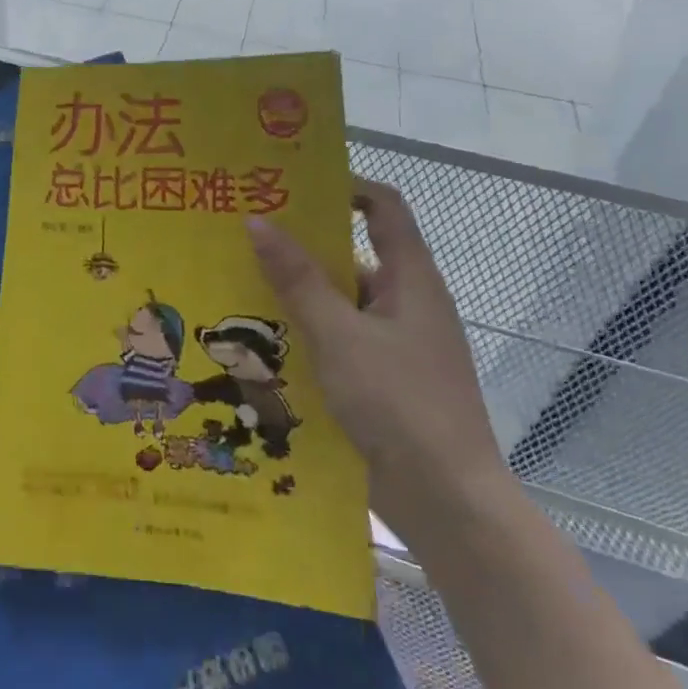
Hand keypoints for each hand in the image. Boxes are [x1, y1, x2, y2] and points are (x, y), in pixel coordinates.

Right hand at [246, 181, 509, 541]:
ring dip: (297, 295)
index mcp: (410, 280)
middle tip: (244, 235)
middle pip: (353, 254)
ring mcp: (395, 345)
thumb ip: (298, 280)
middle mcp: (406, 304)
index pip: (383, 208)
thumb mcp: (340, 336)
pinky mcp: (382, 381)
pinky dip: (305, 335)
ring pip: (340, 303)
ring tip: (237, 287)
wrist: (450, 505)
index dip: (344, 186)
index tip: (292, 184)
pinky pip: (338, 341)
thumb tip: (257, 221)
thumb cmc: (400, 405)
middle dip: (301, 245)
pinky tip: (261, 343)